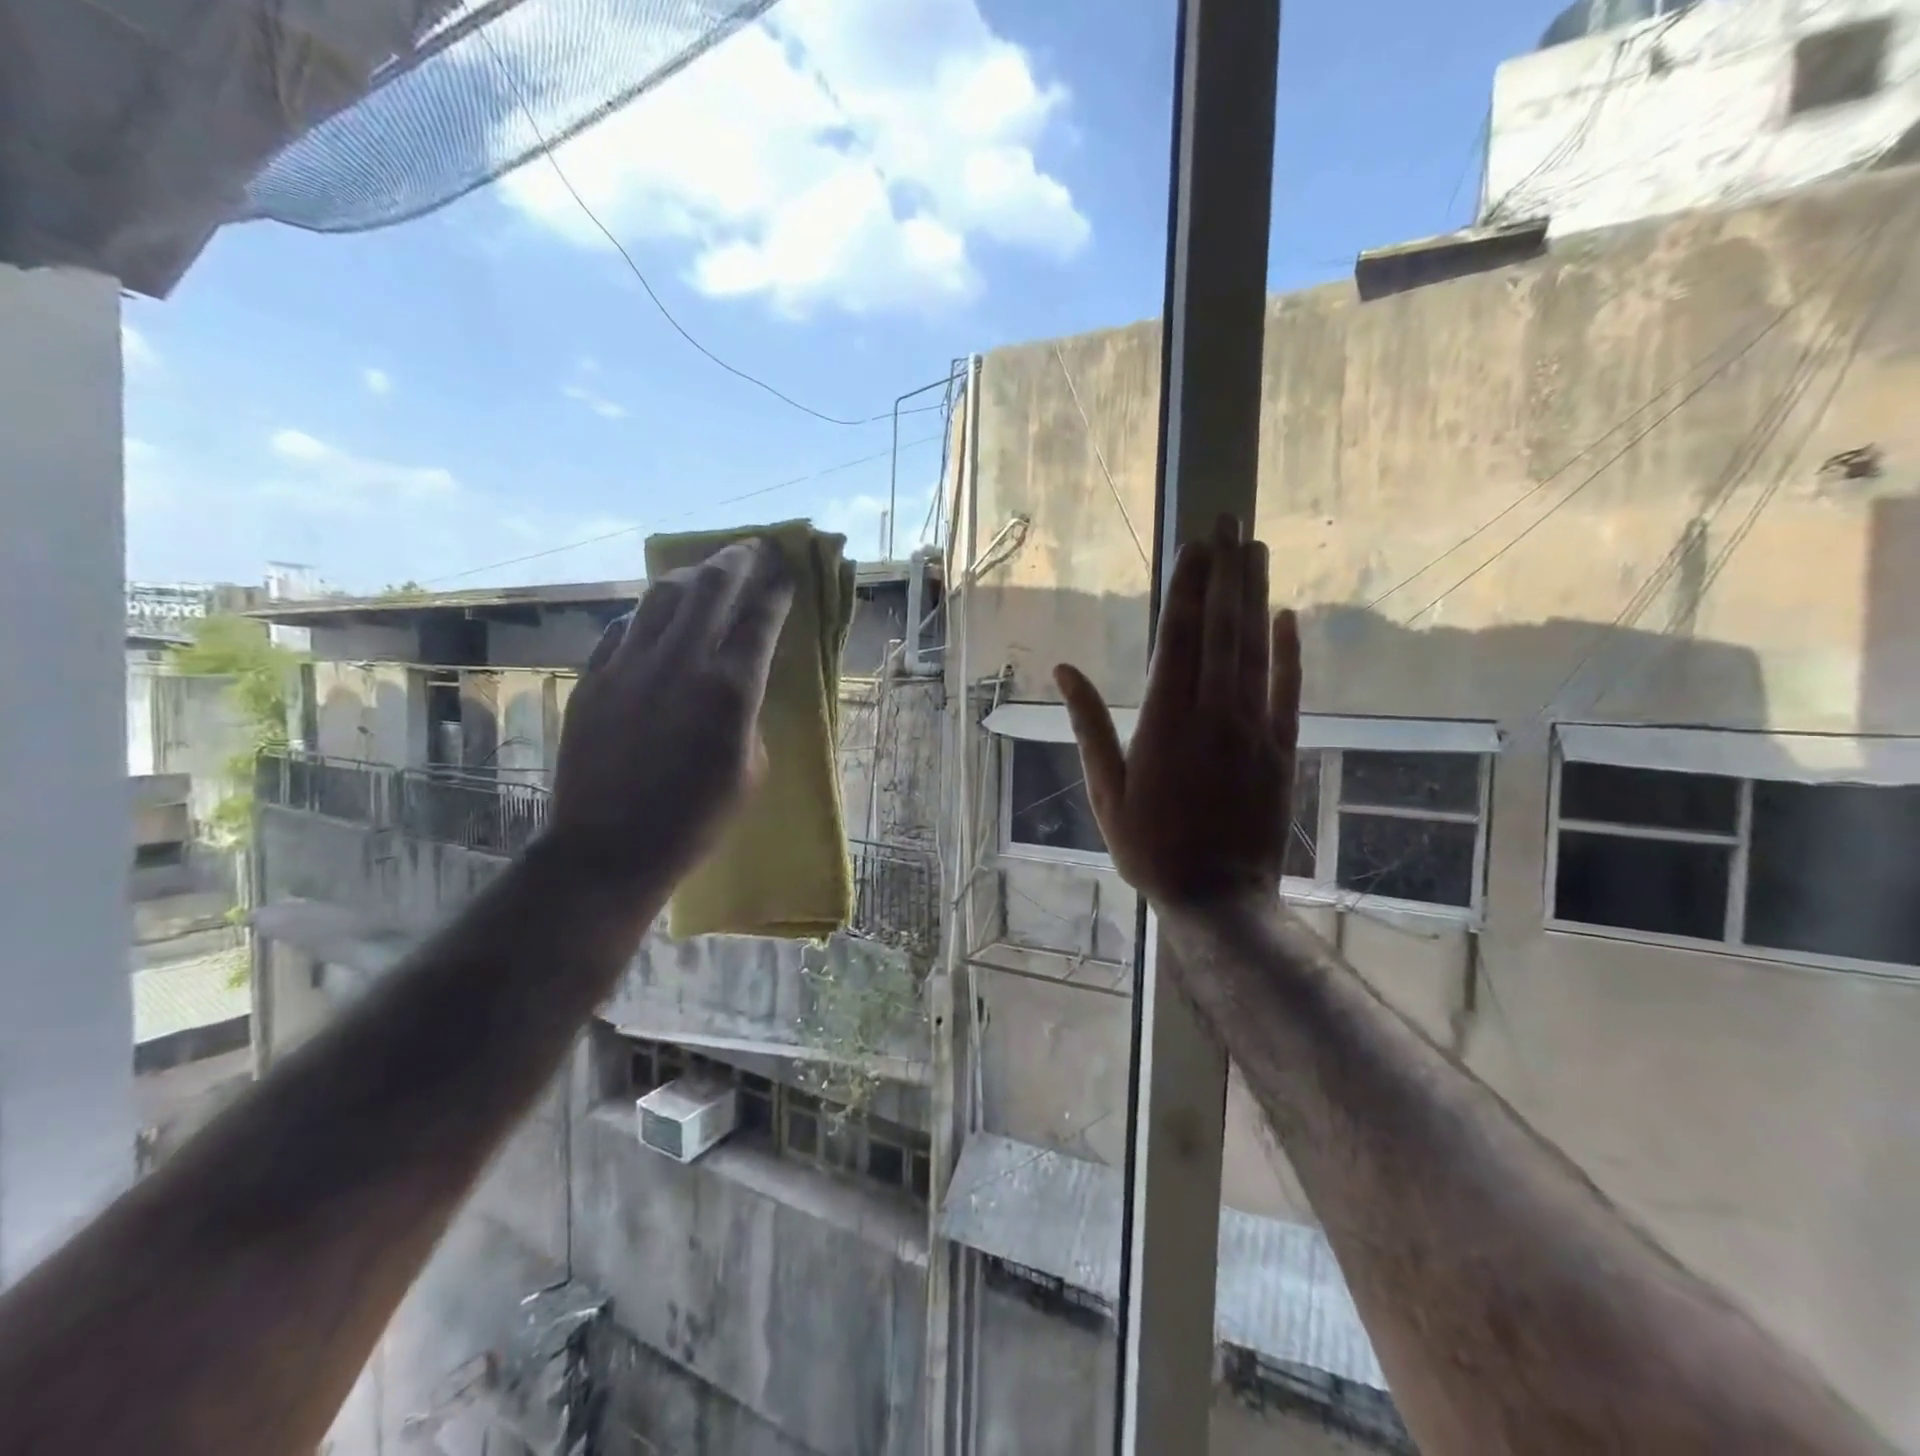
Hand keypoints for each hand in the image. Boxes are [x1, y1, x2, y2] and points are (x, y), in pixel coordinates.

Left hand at [550, 538, 793, 893]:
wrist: (609, 848)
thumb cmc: (696, 820)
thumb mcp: (751, 770)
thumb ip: (749, 715)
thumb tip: (738, 686)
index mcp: (730, 689)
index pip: (760, 617)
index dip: (777, 586)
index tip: (786, 568)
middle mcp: (681, 662)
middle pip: (711, 588)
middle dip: (737, 561)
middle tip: (752, 548)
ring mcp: (629, 665)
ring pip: (662, 596)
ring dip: (691, 576)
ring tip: (706, 572)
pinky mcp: (593, 678)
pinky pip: (624, 627)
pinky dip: (648, 614)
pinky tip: (656, 617)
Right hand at [1055, 515, 1299, 913]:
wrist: (1217, 897)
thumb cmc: (1149, 846)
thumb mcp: (1105, 789)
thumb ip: (1088, 724)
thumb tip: (1064, 670)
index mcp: (1163, 720)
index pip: (1178, 637)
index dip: (1188, 586)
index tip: (1196, 543)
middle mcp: (1211, 712)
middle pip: (1221, 628)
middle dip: (1225, 571)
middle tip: (1232, 520)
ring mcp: (1252, 728)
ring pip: (1255, 648)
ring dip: (1255, 596)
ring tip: (1257, 548)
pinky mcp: (1281, 748)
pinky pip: (1287, 690)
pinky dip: (1290, 652)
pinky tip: (1287, 616)